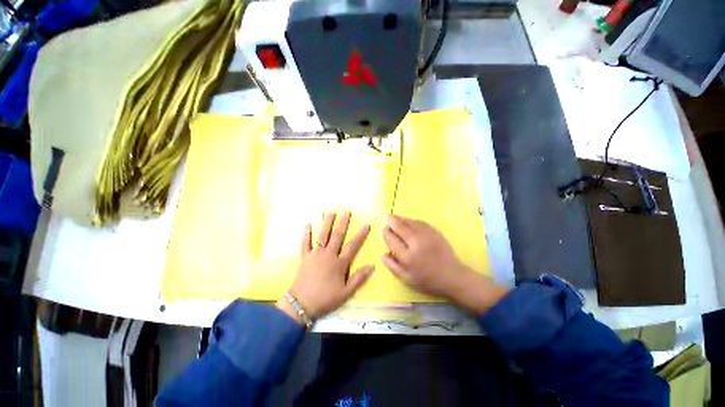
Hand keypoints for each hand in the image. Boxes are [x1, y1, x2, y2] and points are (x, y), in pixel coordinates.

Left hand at [277, 211, 373, 322]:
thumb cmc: (326, 298)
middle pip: (337, 236)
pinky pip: (305, 243)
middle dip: (342, 223)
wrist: (302, 304)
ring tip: (330, 212)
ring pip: (322, 236)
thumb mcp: (346, 292)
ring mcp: (315, 254)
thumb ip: (359, 278)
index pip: (352, 246)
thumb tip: (372, 266)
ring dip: (327, 223)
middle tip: (346, 211)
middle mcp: (328, 255)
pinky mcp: (305, 257)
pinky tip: (307, 224)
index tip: (366, 225)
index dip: (360, 235)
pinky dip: (306, 234)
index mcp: (339, 263)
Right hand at [381, 215, 508, 313]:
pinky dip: (412, 220)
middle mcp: (416, 243)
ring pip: (410, 222)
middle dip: (392, 221)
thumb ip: (393, 267)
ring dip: (401, 218)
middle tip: (387, 217)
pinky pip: (420, 222)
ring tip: (395, 217)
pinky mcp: (435, 232)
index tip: (383, 229)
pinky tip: (408, 221)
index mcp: (408, 256)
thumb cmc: (428, 280)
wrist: (452, 276)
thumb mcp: (407, 279)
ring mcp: (427, 236)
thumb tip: (382, 254)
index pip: (392, 239)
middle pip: (400, 227)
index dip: (386, 233)